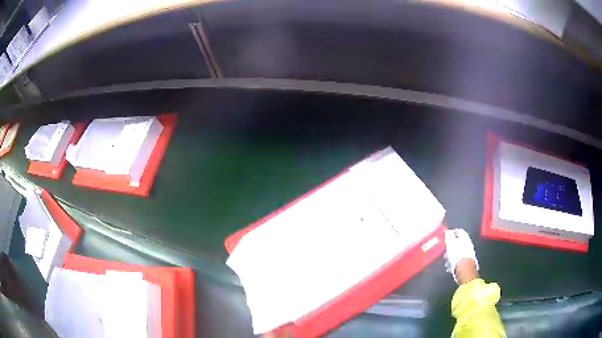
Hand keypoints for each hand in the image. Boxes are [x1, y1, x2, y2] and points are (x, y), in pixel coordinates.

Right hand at [444, 229, 478, 284]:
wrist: (464, 269)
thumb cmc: (457, 254)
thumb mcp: (450, 243)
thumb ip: (449, 236)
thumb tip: (447, 231)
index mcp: (465, 238)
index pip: (459, 231)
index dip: (453, 232)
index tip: (446, 236)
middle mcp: (468, 244)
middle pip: (459, 243)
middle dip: (451, 247)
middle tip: (445, 250)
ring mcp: (468, 253)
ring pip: (458, 252)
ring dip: (452, 256)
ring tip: (447, 261)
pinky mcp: (467, 262)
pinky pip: (459, 260)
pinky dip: (454, 262)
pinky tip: (450, 266)